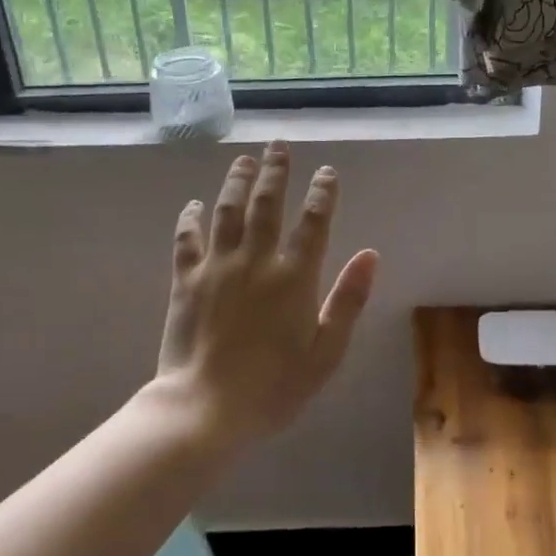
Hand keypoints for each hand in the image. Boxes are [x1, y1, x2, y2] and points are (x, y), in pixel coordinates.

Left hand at [157, 141, 378, 443]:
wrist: (205, 409)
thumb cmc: (274, 387)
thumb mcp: (326, 351)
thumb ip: (349, 299)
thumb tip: (370, 254)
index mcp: (294, 277)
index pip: (313, 222)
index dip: (322, 193)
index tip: (327, 172)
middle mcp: (256, 261)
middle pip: (267, 204)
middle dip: (276, 172)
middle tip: (279, 145)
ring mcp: (217, 267)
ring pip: (227, 211)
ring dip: (237, 182)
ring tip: (244, 159)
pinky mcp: (185, 281)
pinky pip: (187, 239)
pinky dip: (190, 218)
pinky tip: (194, 204)